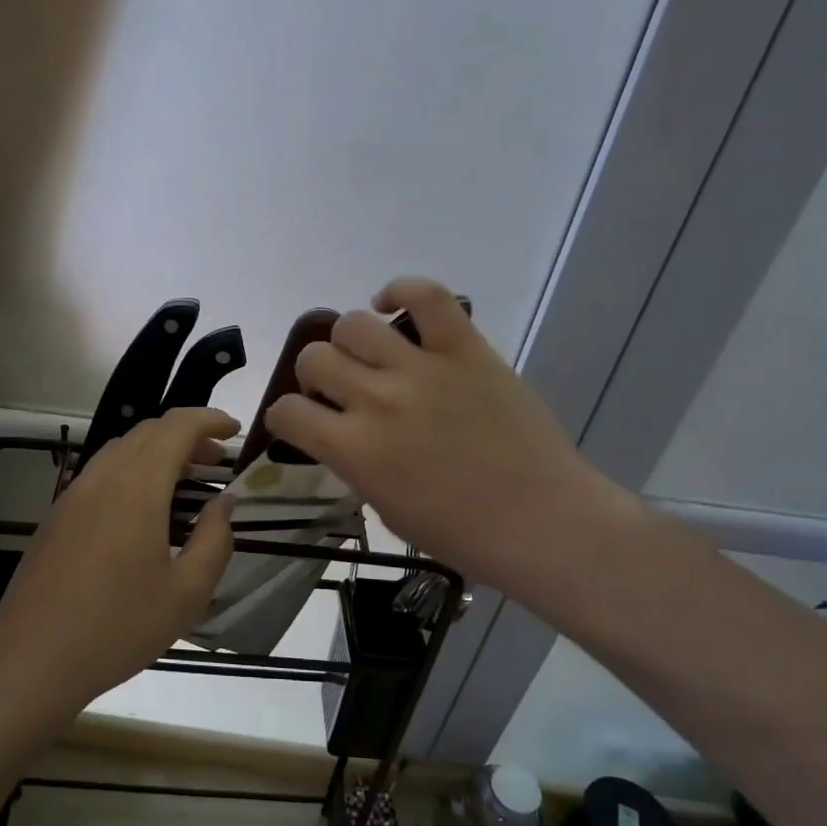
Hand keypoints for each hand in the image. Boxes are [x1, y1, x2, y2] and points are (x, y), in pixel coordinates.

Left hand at [0, 407, 238, 714]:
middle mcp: (102, 477)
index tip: (235, 431)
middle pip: (148, 432)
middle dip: (186, 435)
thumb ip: (214, 539)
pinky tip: (143, 507)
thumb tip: (223, 502)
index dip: (209, 420)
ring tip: (184, 480)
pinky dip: (132, 470)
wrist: (32, 658)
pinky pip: (101, 472)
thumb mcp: (187, 593)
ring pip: (121, 449)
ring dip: (157, 451)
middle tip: (216, 460)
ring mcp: (73, 494)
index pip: (176, 427)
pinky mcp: (57, 515)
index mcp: (136, 487)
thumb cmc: (118, 627)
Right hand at [264, 278, 639, 601]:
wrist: (542, 522)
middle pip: (313, 358)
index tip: (300, 423)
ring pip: (353, 324)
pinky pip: (425, 296)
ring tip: (370, 357)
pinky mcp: (464, 348)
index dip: (284, 417)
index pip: (286, 412)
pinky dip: (400, 292)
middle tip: (340, 391)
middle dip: (315, 377)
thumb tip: (345, 435)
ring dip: (349, 343)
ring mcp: (421, 368)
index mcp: (353, 450)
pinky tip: (391, 306)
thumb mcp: (385, 509)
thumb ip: (355, 464)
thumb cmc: (462, 533)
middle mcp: (376, 400)